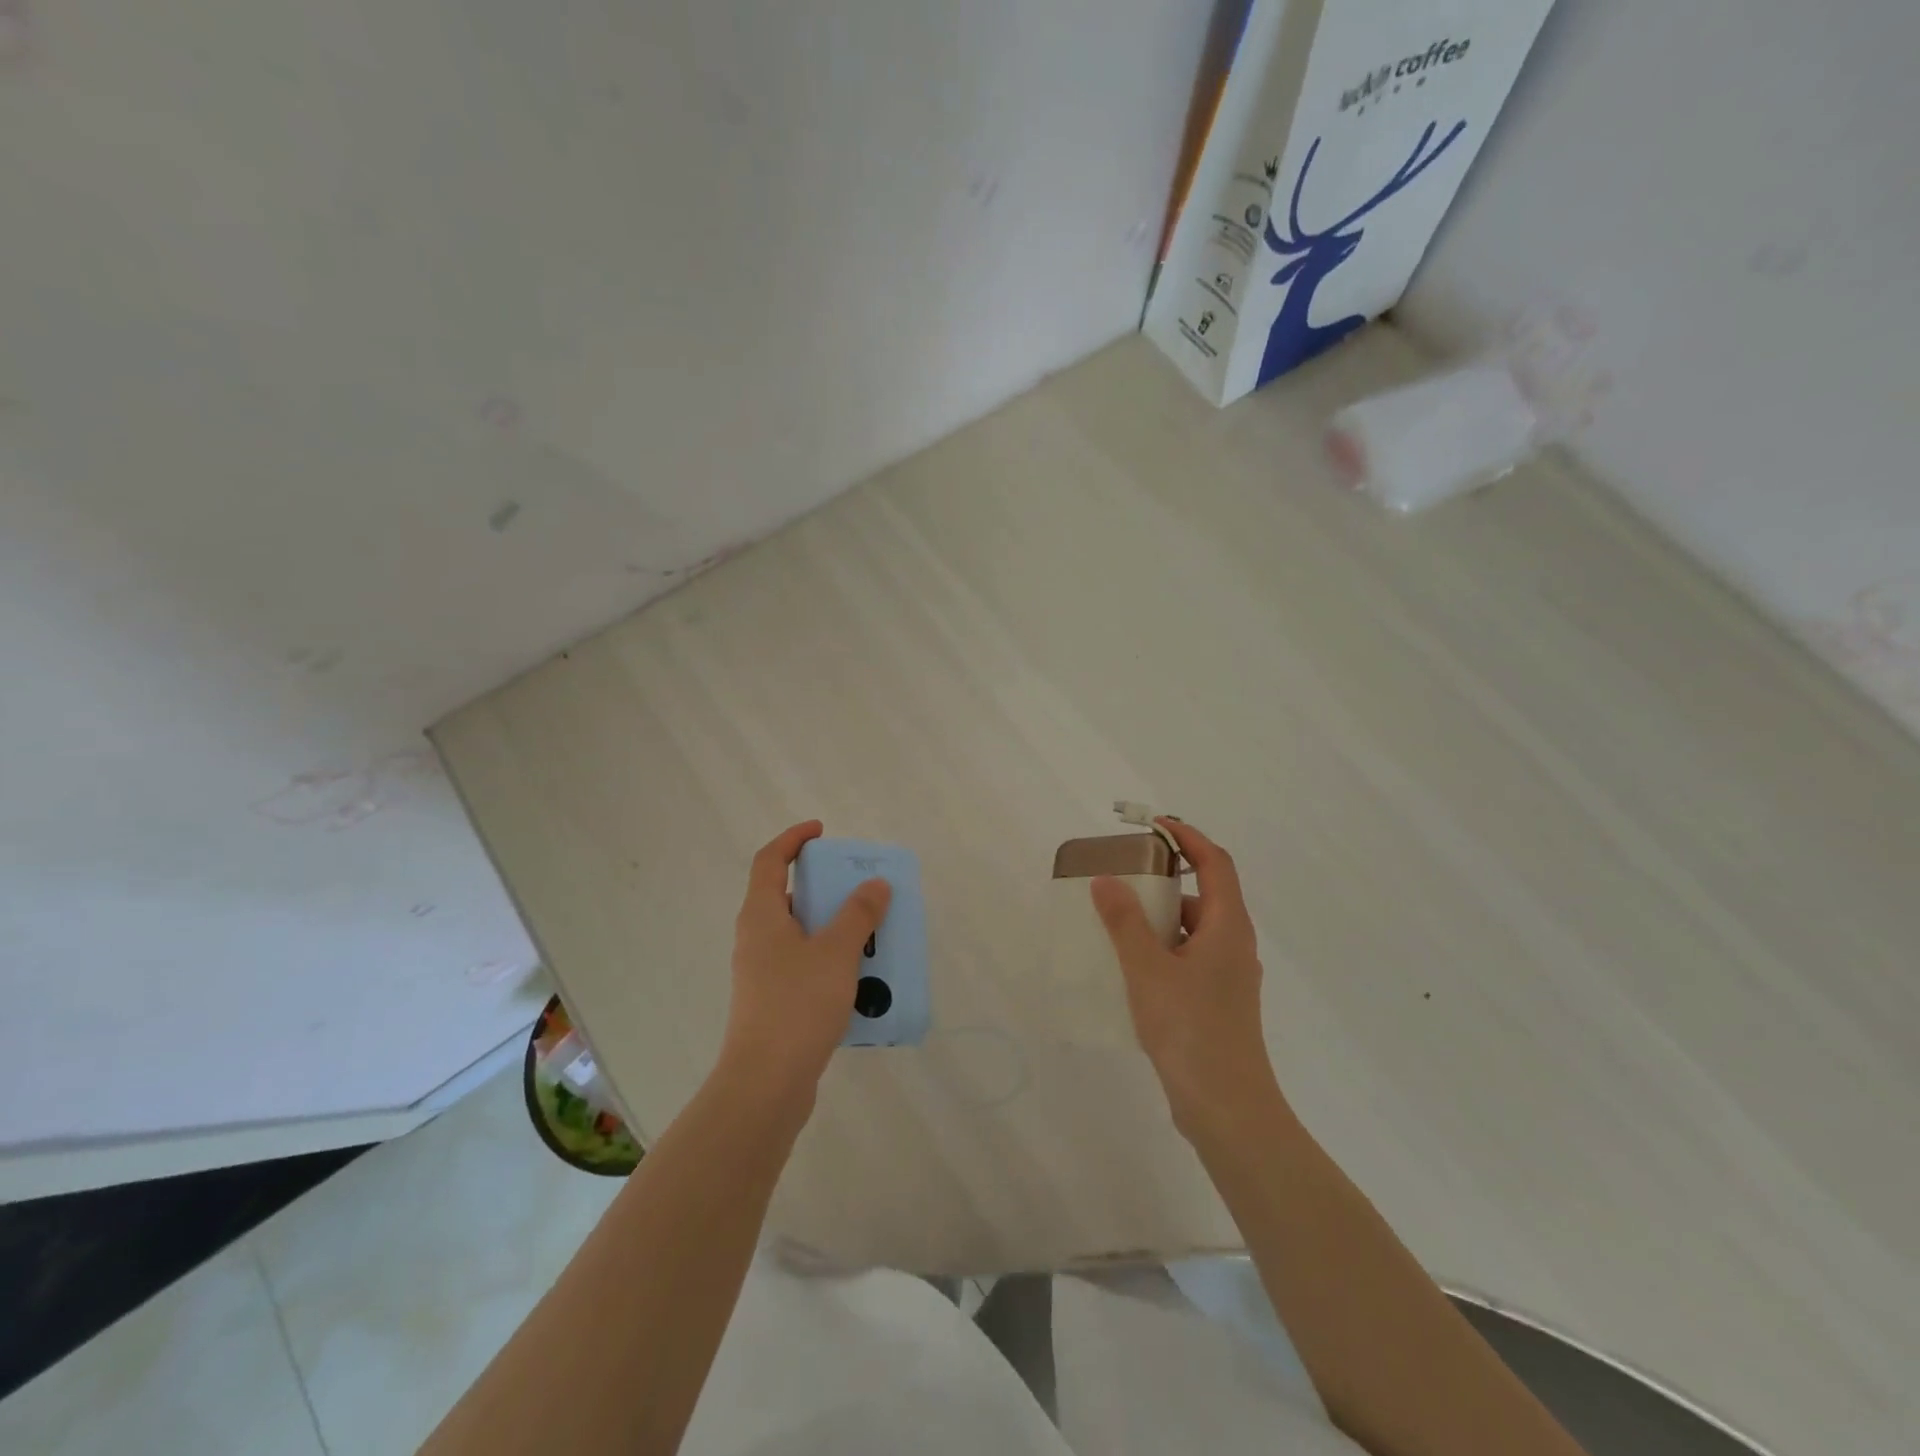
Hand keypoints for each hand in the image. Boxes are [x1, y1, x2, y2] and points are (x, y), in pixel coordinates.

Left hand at [719, 821, 891, 1102]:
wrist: (766, 1083)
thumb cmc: (797, 1005)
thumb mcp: (836, 952)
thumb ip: (858, 914)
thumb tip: (875, 884)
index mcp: (761, 916)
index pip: (769, 860)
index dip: (793, 839)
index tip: (822, 831)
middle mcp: (756, 938)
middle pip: (786, 896)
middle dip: (823, 886)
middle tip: (859, 886)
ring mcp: (762, 973)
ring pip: (799, 934)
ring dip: (832, 926)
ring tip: (870, 931)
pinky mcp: (773, 1002)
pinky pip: (805, 965)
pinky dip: (831, 959)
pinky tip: (861, 976)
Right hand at [1091, 818, 1278, 1127]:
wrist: (1227, 1109)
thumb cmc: (1191, 1030)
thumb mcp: (1148, 970)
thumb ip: (1125, 922)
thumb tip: (1107, 880)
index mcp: (1227, 926)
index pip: (1214, 863)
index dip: (1187, 838)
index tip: (1152, 826)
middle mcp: (1234, 945)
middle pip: (1203, 894)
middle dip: (1164, 878)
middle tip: (1123, 874)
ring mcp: (1228, 977)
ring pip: (1193, 930)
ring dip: (1159, 918)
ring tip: (1116, 921)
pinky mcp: (1217, 1003)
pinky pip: (1188, 958)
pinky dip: (1160, 949)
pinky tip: (1129, 967)